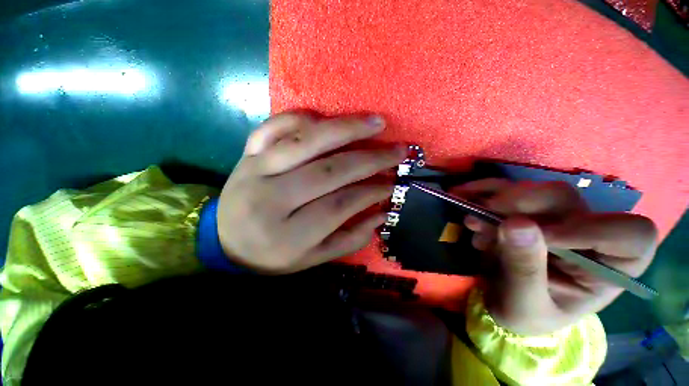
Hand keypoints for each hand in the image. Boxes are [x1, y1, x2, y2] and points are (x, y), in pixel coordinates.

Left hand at [217, 113, 405, 273]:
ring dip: (345, 129)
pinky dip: (300, 117)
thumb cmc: (272, 254)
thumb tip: (381, 213)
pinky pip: (273, 126)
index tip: (392, 183)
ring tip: (375, 123)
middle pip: (328, 171)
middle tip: (396, 150)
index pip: (340, 205)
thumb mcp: (313, 259)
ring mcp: (255, 170)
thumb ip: (349, 238)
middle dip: (369, 159)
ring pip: (306, 142)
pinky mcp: (247, 155)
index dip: (371, 191)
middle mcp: (270, 199)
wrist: (225, 242)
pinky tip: (324, 118)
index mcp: (288, 235)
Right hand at [452, 179, 657, 334]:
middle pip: (568, 200)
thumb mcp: (524, 304)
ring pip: (535, 191)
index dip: (591, 229)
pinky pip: (506, 189)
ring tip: (470, 221)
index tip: (541, 238)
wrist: (501, 302)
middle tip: (485, 217)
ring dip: (496, 201)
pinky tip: (463, 196)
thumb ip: (525, 268)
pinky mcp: (525, 210)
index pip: (631, 234)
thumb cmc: (524, 315)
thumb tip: (516, 223)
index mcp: (609, 268)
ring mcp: (554, 218)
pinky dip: (482, 190)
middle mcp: (587, 235)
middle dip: (522, 205)